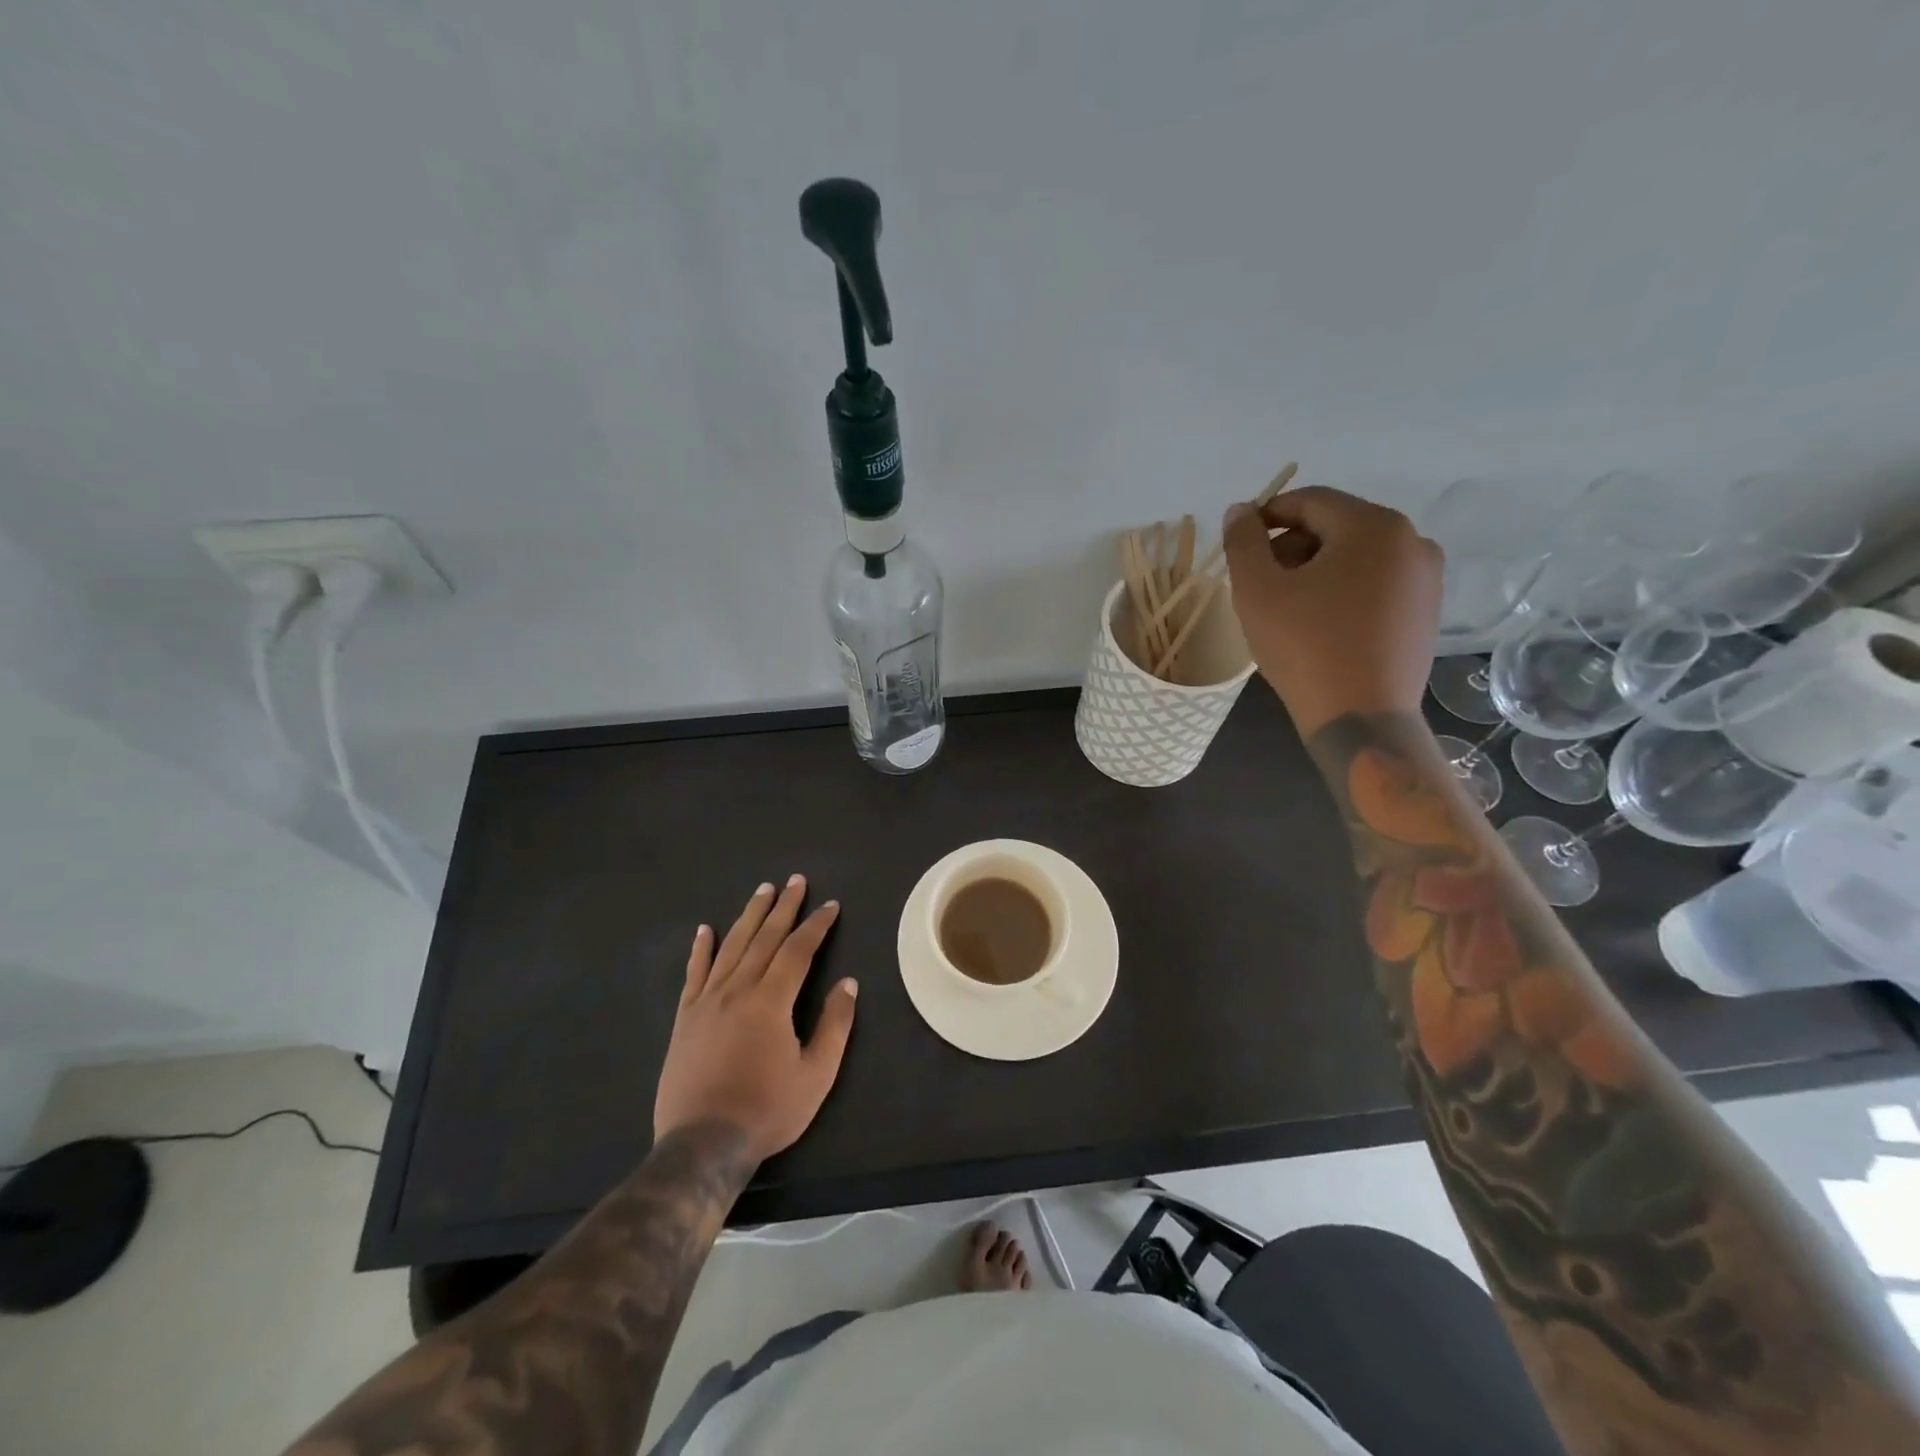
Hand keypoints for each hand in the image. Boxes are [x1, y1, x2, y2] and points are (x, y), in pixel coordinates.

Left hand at [653, 876, 858, 1164]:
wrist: (702, 1145)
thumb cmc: (766, 1111)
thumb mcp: (816, 1075)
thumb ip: (834, 1026)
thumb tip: (848, 983)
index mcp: (771, 1001)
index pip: (798, 950)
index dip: (816, 925)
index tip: (830, 905)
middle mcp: (738, 990)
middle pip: (764, 938)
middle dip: (783, 908)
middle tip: (795, 881)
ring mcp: (707, 1001)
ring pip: (731, 947)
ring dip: (749, 916)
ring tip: (762, 891)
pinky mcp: (685, 1018)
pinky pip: (694, 973)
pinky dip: (701, 949)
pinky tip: (705, 930)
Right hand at [1221, 485, 1442, 735]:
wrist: (1361, 717)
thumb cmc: (1305, 647)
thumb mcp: (1257, 590)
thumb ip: (1243, 542)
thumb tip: (1241, 510)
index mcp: (1374, 526)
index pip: (1310, 501)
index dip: (1268, 515)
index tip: (1239, 541)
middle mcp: (1411, 541)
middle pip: (1336, 527)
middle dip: (1291, 547)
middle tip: (1258, 582)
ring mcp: (1425, 579)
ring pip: (1356, 557)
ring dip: (1315, 570)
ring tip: (1285, 607)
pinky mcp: (1426, 612)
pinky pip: (1375, 584)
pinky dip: (1342, 591)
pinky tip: (1319, 624)